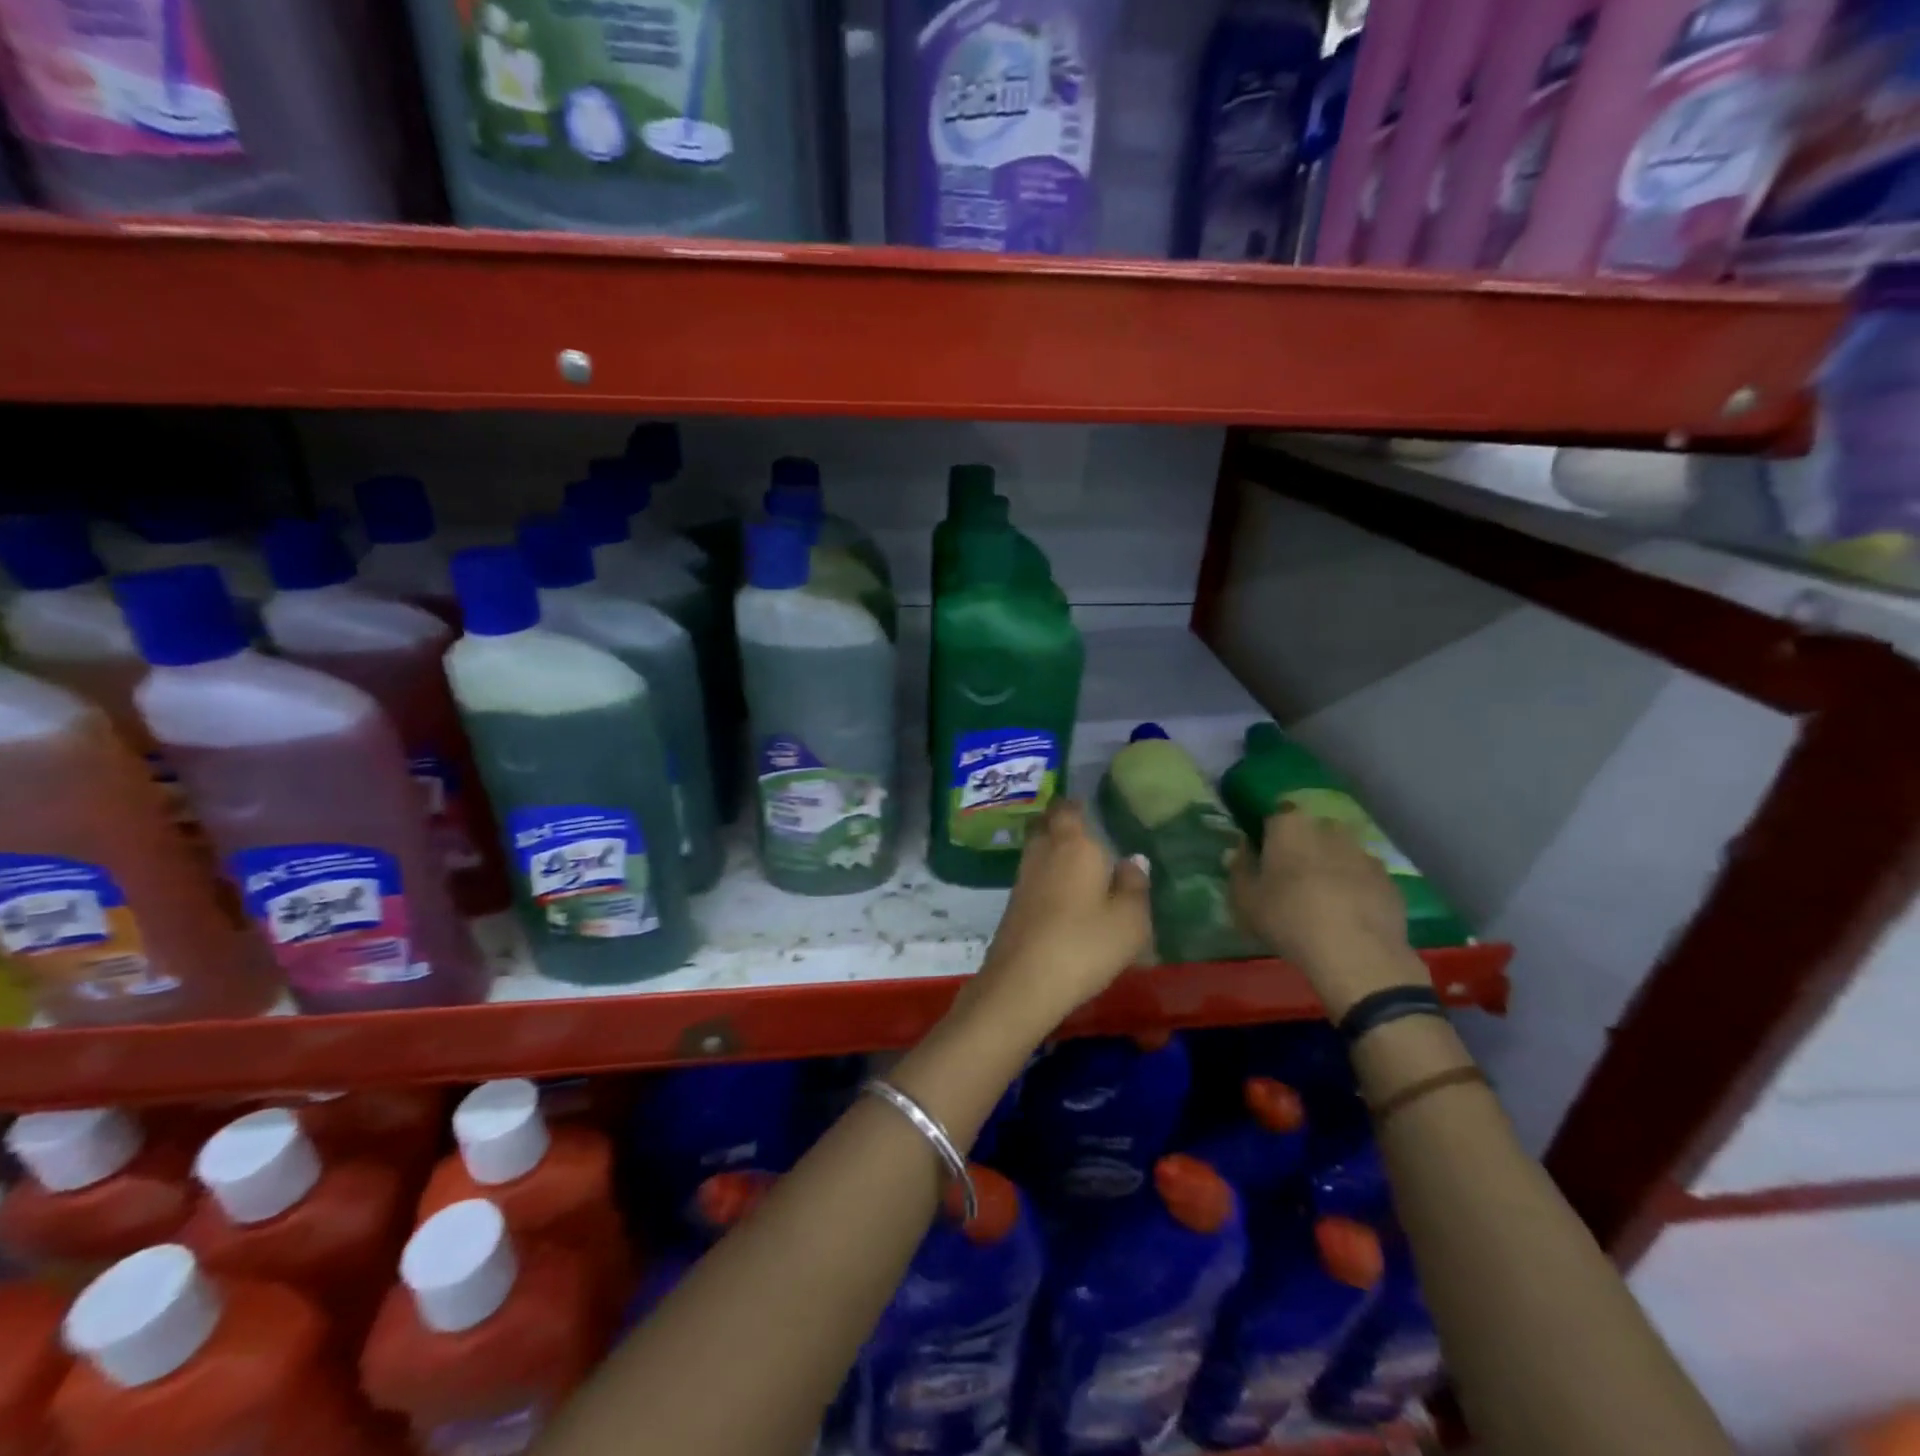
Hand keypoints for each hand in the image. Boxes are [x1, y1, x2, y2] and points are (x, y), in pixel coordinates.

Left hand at [968, 800, 1153, 1034]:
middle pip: (1047, 825)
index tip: (1091, 808)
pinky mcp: (1013, 904)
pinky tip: (1064, 894)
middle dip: (1063, 824)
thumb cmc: (1085, 944)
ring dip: (1054, 851)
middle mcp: (1043, 851)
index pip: (1068, 808)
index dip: (1078, 805)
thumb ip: (1135, 885)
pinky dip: (1047, 876)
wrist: (1023, 982)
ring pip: (1038, 850)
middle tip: (1087, 833)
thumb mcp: (1129, 920)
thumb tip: (1133, 859)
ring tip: (1080, 864)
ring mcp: (1023, 877)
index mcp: (1073, 843)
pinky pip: (1034, 876)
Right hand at [1230, 807, 1424, 1019]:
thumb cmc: (1288, 918)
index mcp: (1290, 826)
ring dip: (1330, 868)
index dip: (1268, 835)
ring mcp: (1364, 852)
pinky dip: (1356, 889)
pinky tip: (1348, 916)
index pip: (1275, 816)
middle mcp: (1328, 829)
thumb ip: (1239, 869)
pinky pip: (1364, 877)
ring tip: (1322, 901)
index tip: (1262, 857)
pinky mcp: (1389, 880)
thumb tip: (1239, 851)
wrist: (1356, 953)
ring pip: (1340, 854)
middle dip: (1301, 849)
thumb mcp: (1245, 899)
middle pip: (1310, 832)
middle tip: (1290, 880)